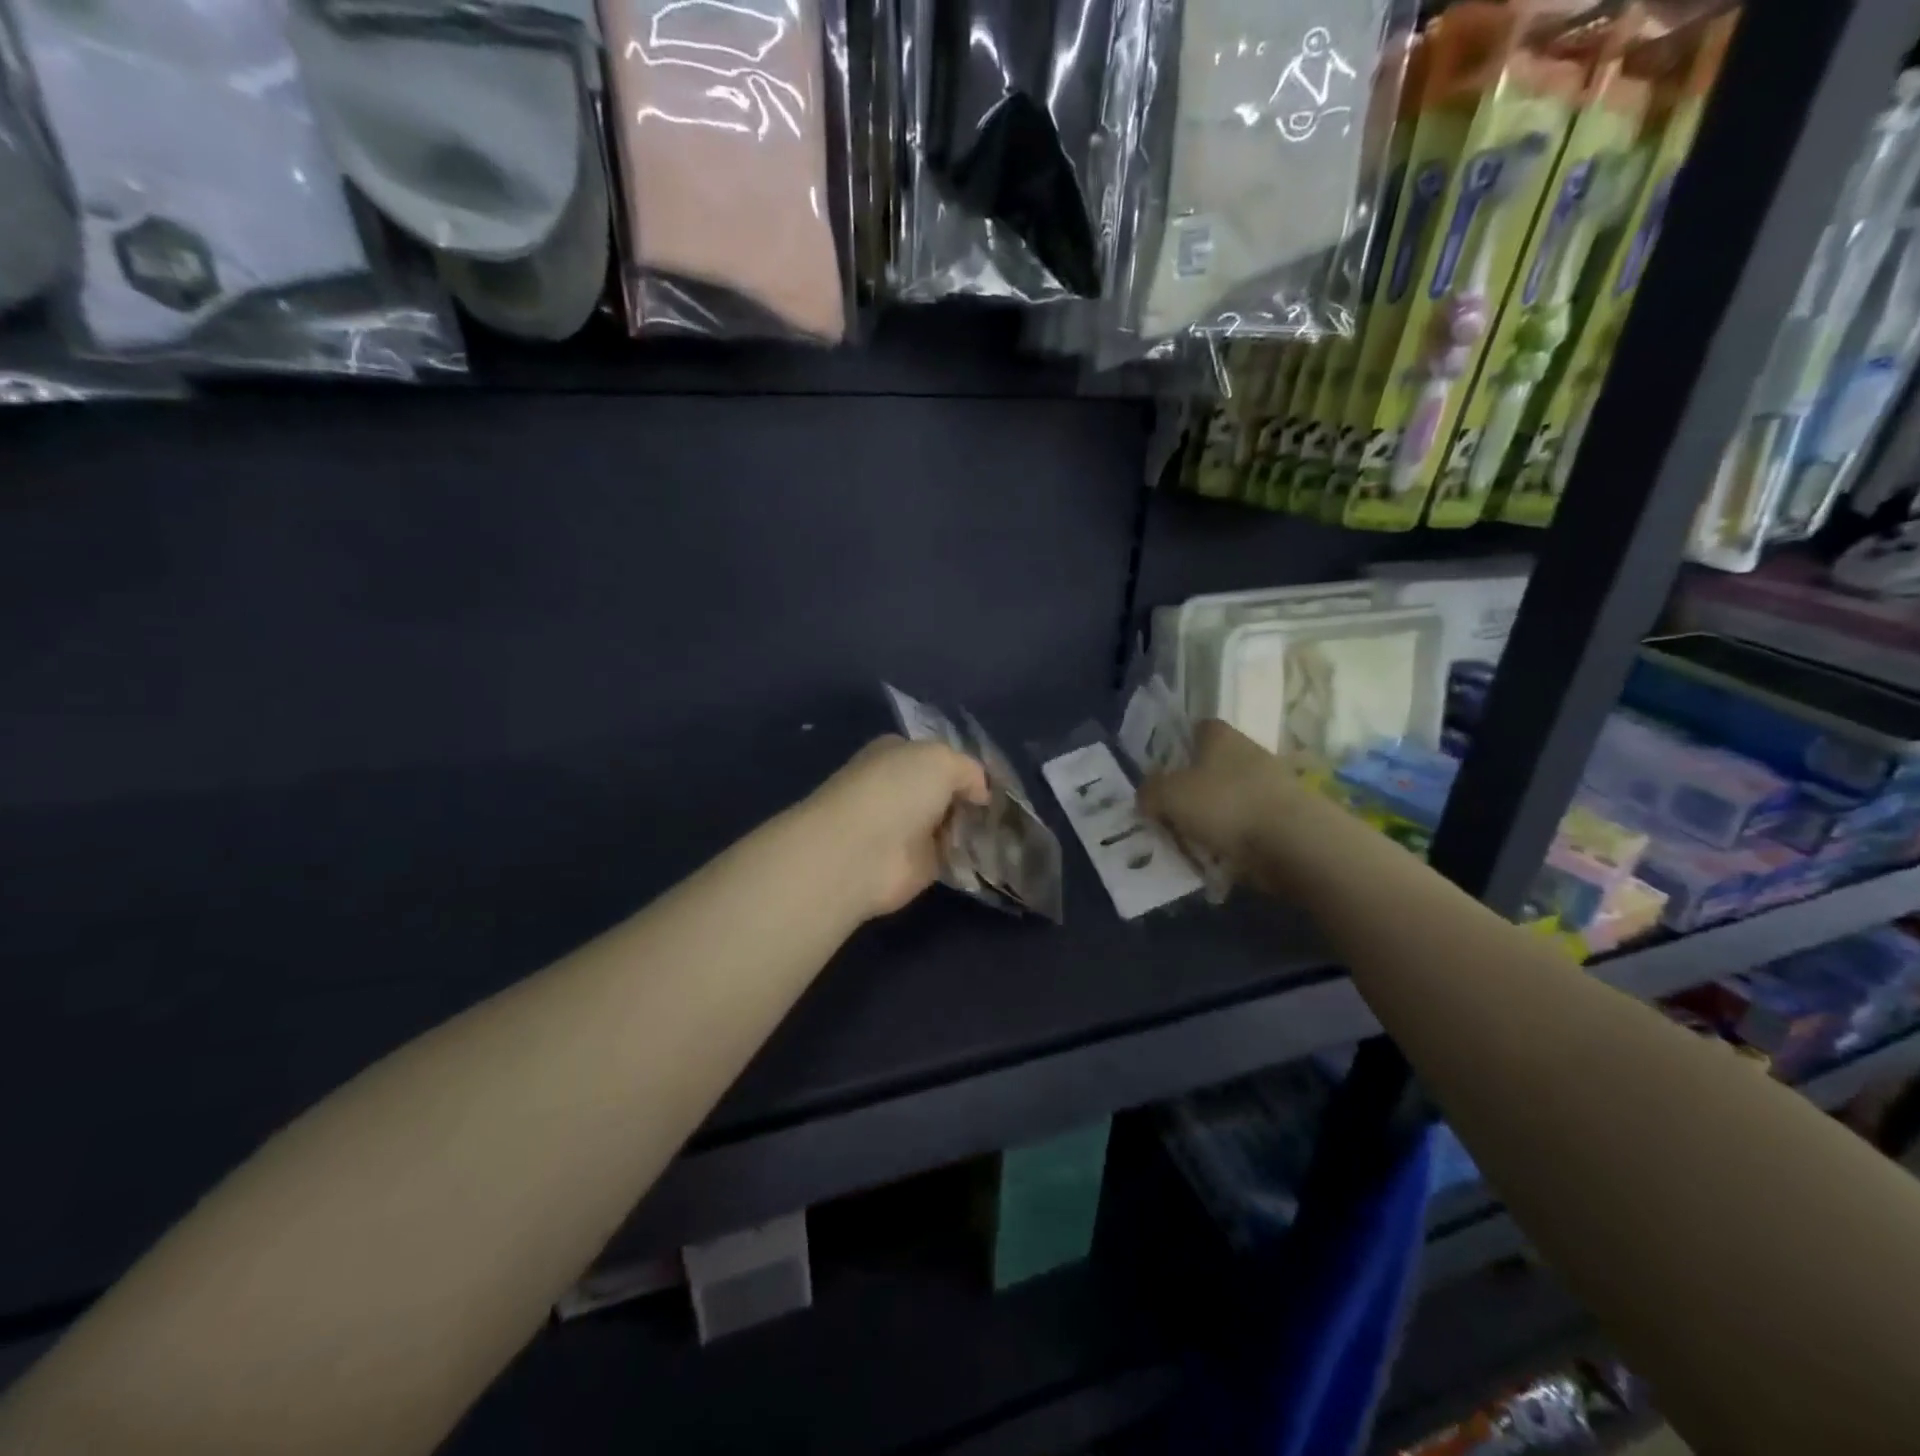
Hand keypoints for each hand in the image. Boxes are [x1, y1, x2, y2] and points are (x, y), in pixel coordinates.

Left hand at [807, 736, 990, 919]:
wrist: (861, 853)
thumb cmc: (896, 791)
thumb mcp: (941, 759)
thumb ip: (968, 769)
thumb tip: (980, 793)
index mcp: (896, 754)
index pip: (935, 756)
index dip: (964, 766)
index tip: (993, 780)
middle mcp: (899, 789)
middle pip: (946, 792)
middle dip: (972, 800)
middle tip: (1007, 808)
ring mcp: (906, 829)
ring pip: (951, 824)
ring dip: (974, 829)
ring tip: (1007, 831)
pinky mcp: (916, 865)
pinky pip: (952, 857)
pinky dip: (971, 858)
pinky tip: (995, 855)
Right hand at [1139, 720, 1307, 879]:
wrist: (1293, 841)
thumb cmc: (1225, 804)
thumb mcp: (1170, 796)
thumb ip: (1150, 792)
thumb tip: (1146, 796)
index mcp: (1220, 736)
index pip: (1199, 727)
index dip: (1181, 743)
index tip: (1166, 768)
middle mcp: (1249, 752)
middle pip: (1216, 763)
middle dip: (1197, 784)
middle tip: (1174, 809)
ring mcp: (1273, 784)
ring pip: (1234, 794)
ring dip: (1217, 813)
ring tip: (1194, 839)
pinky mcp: (1288, 815)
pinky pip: (1251, 822)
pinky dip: (1237, 836)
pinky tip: (1221, 855)